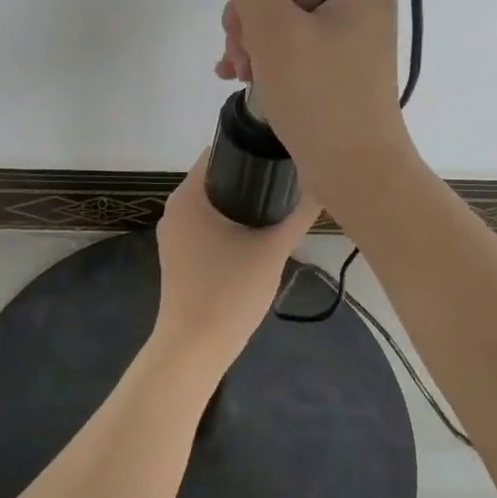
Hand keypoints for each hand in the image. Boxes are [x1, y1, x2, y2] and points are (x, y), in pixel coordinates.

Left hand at [152, 151, 318, 370]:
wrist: (193, 348)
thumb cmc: (229, 291)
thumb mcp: (272, 249)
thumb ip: (298, 215)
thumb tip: (322, 186)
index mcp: (189, 196)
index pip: (218, 153)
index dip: (250, 150)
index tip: (280, 154)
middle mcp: (175, 209)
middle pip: (216, 178)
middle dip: (250, 177)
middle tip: (288, 180)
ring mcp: (174, 235)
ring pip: (212, 205)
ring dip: (241, 203)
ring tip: (279, 205)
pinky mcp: (178, 256)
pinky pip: (206, 226)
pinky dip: (229, 224)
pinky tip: (258, 235)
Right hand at [214, 0, 415, 211]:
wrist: (356, 175)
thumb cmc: (319, 97)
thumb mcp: (274, 29)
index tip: (244, 23)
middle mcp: (361, 6)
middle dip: (251, 20)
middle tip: (242, 57)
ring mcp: (352, 41)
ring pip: (283, 20)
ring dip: (253, 43)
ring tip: (241, 74)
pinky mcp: (340, 71)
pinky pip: (294, 48)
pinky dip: (267, 60)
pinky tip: (243, 79)